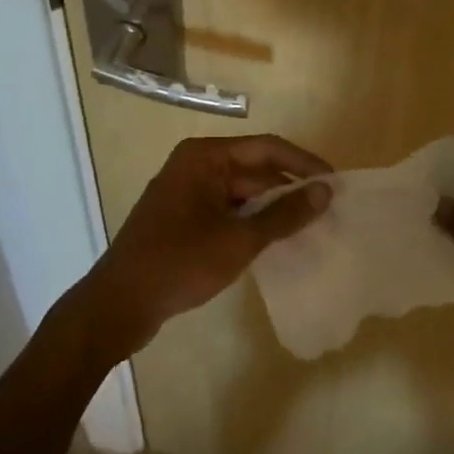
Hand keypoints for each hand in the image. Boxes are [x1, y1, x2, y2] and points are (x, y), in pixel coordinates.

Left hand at [72, 134, 331, 361]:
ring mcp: (187, 191)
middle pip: (254, 168)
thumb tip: (325, 191)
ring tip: (310, 226)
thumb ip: (284, 214)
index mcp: (205, 157)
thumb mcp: (239, 240)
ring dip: (272, 207)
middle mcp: (195, 165)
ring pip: (242, 191)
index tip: (335, 183)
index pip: (267, 147)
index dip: (304, 163)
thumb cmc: (179, 264)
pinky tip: (275, 239)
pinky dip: (251, 221)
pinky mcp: (183, 217)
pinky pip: (227, 209)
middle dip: (290, 188)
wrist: (118, 305)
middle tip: (328, 210)